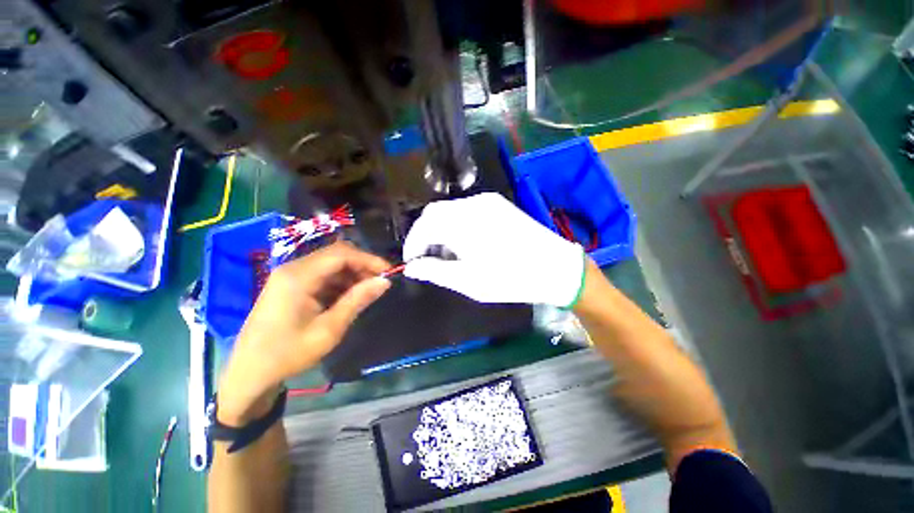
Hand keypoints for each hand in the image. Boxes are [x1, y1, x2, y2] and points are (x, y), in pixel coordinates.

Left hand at [217, 241, 390, 424]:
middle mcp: (293, 269)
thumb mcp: (329, 329)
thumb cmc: (288, 353)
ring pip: (330, 264)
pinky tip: (348, 296)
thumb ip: (358, 301)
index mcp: (298, 277)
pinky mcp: (290, 284)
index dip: (369, 259)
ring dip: (352, 274)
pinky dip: (340, 281)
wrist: (249, 373)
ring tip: (367, 291)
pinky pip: (322, 274)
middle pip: (336, 255)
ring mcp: (290, 275)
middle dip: (362, 266)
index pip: (341, 254)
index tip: (389, 273)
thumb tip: (385, 282)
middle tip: (379, 283)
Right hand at [403, 193, 584, 306]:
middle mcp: (471, 205)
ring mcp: (487, 201)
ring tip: (449, 254)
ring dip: (440, 230)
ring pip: (449, 211)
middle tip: (428, 259)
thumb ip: (435, 271)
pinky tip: (466, 242)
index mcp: (462, 224)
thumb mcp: (468, 281)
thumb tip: (412, 268)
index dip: (412, 245)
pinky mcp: (498, 204)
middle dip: (425, 236)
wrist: (554, 267)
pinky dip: (456, 224)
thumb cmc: (510, 278)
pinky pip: (466, 210)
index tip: (412, 263)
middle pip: (433, 214)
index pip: (423, 227)